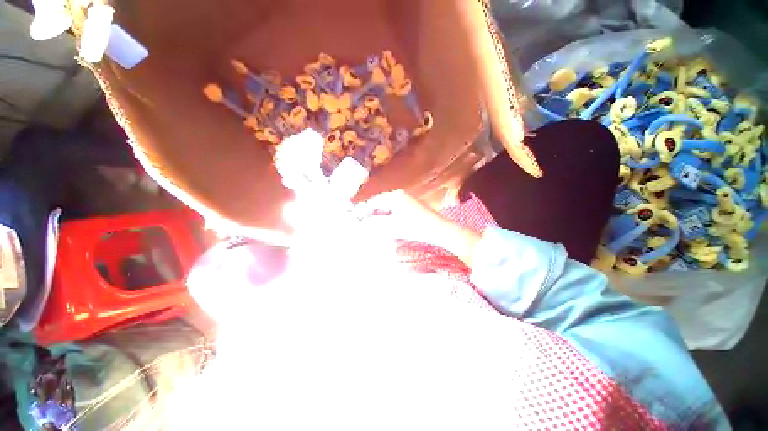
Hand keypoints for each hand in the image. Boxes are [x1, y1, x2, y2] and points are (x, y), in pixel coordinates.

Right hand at [356, 190, 480, 264]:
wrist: (439, 229)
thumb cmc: (415, 227)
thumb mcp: (392, 226)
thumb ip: (375, 223)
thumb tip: (363, 222)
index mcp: (393, 196)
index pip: (373, 201)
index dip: (362, 210)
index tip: (355, 219)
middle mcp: (398, 195)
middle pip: (379, 203)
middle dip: (370, 214)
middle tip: (362, 224)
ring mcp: (405, 199)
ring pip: (386, 207)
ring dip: (379, 216)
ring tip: (372, 226)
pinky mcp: (410, 206)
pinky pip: (394, 210)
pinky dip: (387, 217)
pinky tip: (386, 225)